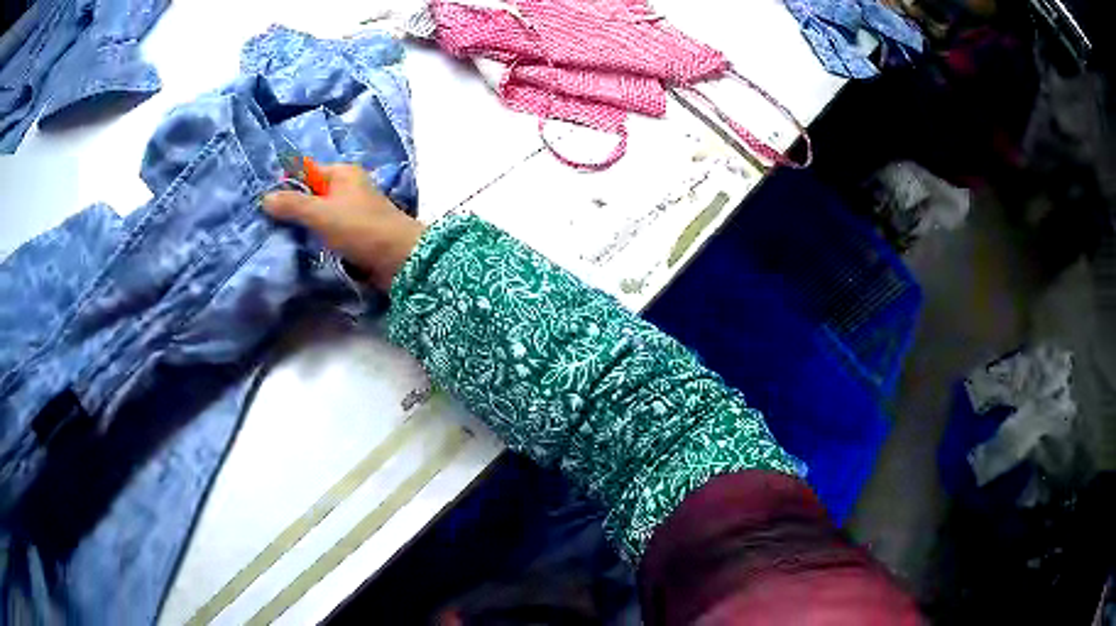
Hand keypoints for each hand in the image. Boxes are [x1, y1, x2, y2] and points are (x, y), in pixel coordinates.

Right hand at [263, 164, 423, 290]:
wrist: (400, 259)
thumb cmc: (360, 228)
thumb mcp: (321, 213)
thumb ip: (293, 205)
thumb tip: (265, 198)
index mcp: (342, 173)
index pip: (306, 172)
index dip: (285, 184)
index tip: (260, 201)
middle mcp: (348, 187)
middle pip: (311, 193)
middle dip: (291, 207)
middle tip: (263, 222)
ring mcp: (352, 210)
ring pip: (319, 214)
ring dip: (302, 225)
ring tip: (275, 236)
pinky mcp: (355, 233)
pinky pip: (328, 231)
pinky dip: (315, 237)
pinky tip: (298, 247)